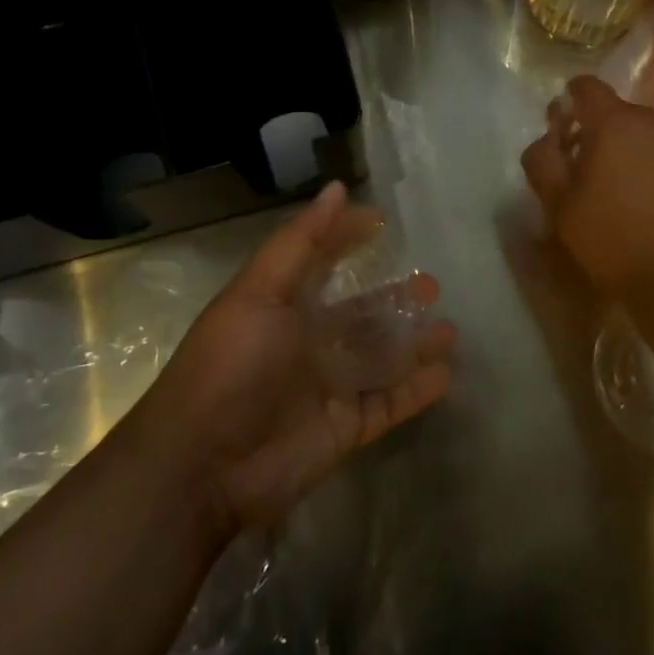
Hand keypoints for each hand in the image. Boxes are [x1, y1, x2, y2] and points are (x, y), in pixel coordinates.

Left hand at [151, 182, 455, 533]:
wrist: (203, 466)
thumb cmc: (232, 365)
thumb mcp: (260, 292)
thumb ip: (300, 242)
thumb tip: (336, 188)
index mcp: (284, 305)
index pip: (322, 261)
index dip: (347, 238)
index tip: (382, 221)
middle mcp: (308, 341)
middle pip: (361, 314)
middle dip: (395, 298)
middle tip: (433, 285)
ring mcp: (329, 386)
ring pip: (381, 358)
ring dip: (414, 343)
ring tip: (450, 330)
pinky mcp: (345, 428)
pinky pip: (388, 403)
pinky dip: (416, 390)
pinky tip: (445, 373)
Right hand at [520, 76, 653, 303]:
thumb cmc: (615, 240)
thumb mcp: (560, 205)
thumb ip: (542, 160)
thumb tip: (547, 138)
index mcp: (615, 123)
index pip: (586, 87)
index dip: (569, 103)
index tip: (563, 132)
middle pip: (619, 114)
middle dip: (600, 135)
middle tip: (590, 176)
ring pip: (649, 135)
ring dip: (633, 152)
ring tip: (627, 195)